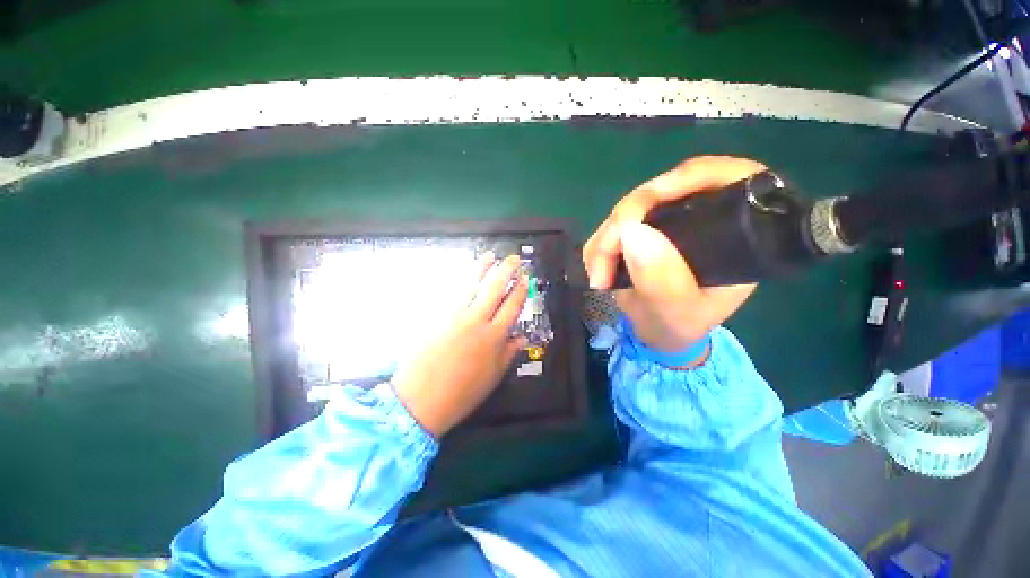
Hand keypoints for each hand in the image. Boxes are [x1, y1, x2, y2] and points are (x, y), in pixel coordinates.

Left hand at [391, 253, 527, 437]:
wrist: (421, 399)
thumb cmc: (462, 393)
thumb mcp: (493, 377)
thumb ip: (508, 354)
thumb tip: (520, 338)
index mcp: (494, 337)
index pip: (512, 307)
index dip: (520, 291)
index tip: (524, 279)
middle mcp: (477, 321)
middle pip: (495, 289)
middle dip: (506, 271)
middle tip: (513, 258)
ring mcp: (455, 315)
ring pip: (472, 285)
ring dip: (483, 268)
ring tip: (490, 256)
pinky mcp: (436, 315)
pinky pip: (451, 293)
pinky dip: (460, 280)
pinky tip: (465, 273)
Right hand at [583, 156, 764, 352]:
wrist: (657, 333)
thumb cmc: (679, 326)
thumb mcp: (677, 313)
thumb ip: (661, 280)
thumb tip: (631, 230)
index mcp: (735, 233)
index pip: (728, 178)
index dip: (689, 178)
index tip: (647, 203)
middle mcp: (702, 218)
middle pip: (664, 189)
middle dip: (626, 219)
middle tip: (604, 256)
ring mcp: (668, 221)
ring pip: (630, 207)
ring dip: (605, 238)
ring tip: (599, 277)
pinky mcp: (642, 229)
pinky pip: (613, 224)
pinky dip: (599, 245)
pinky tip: (598, 270)